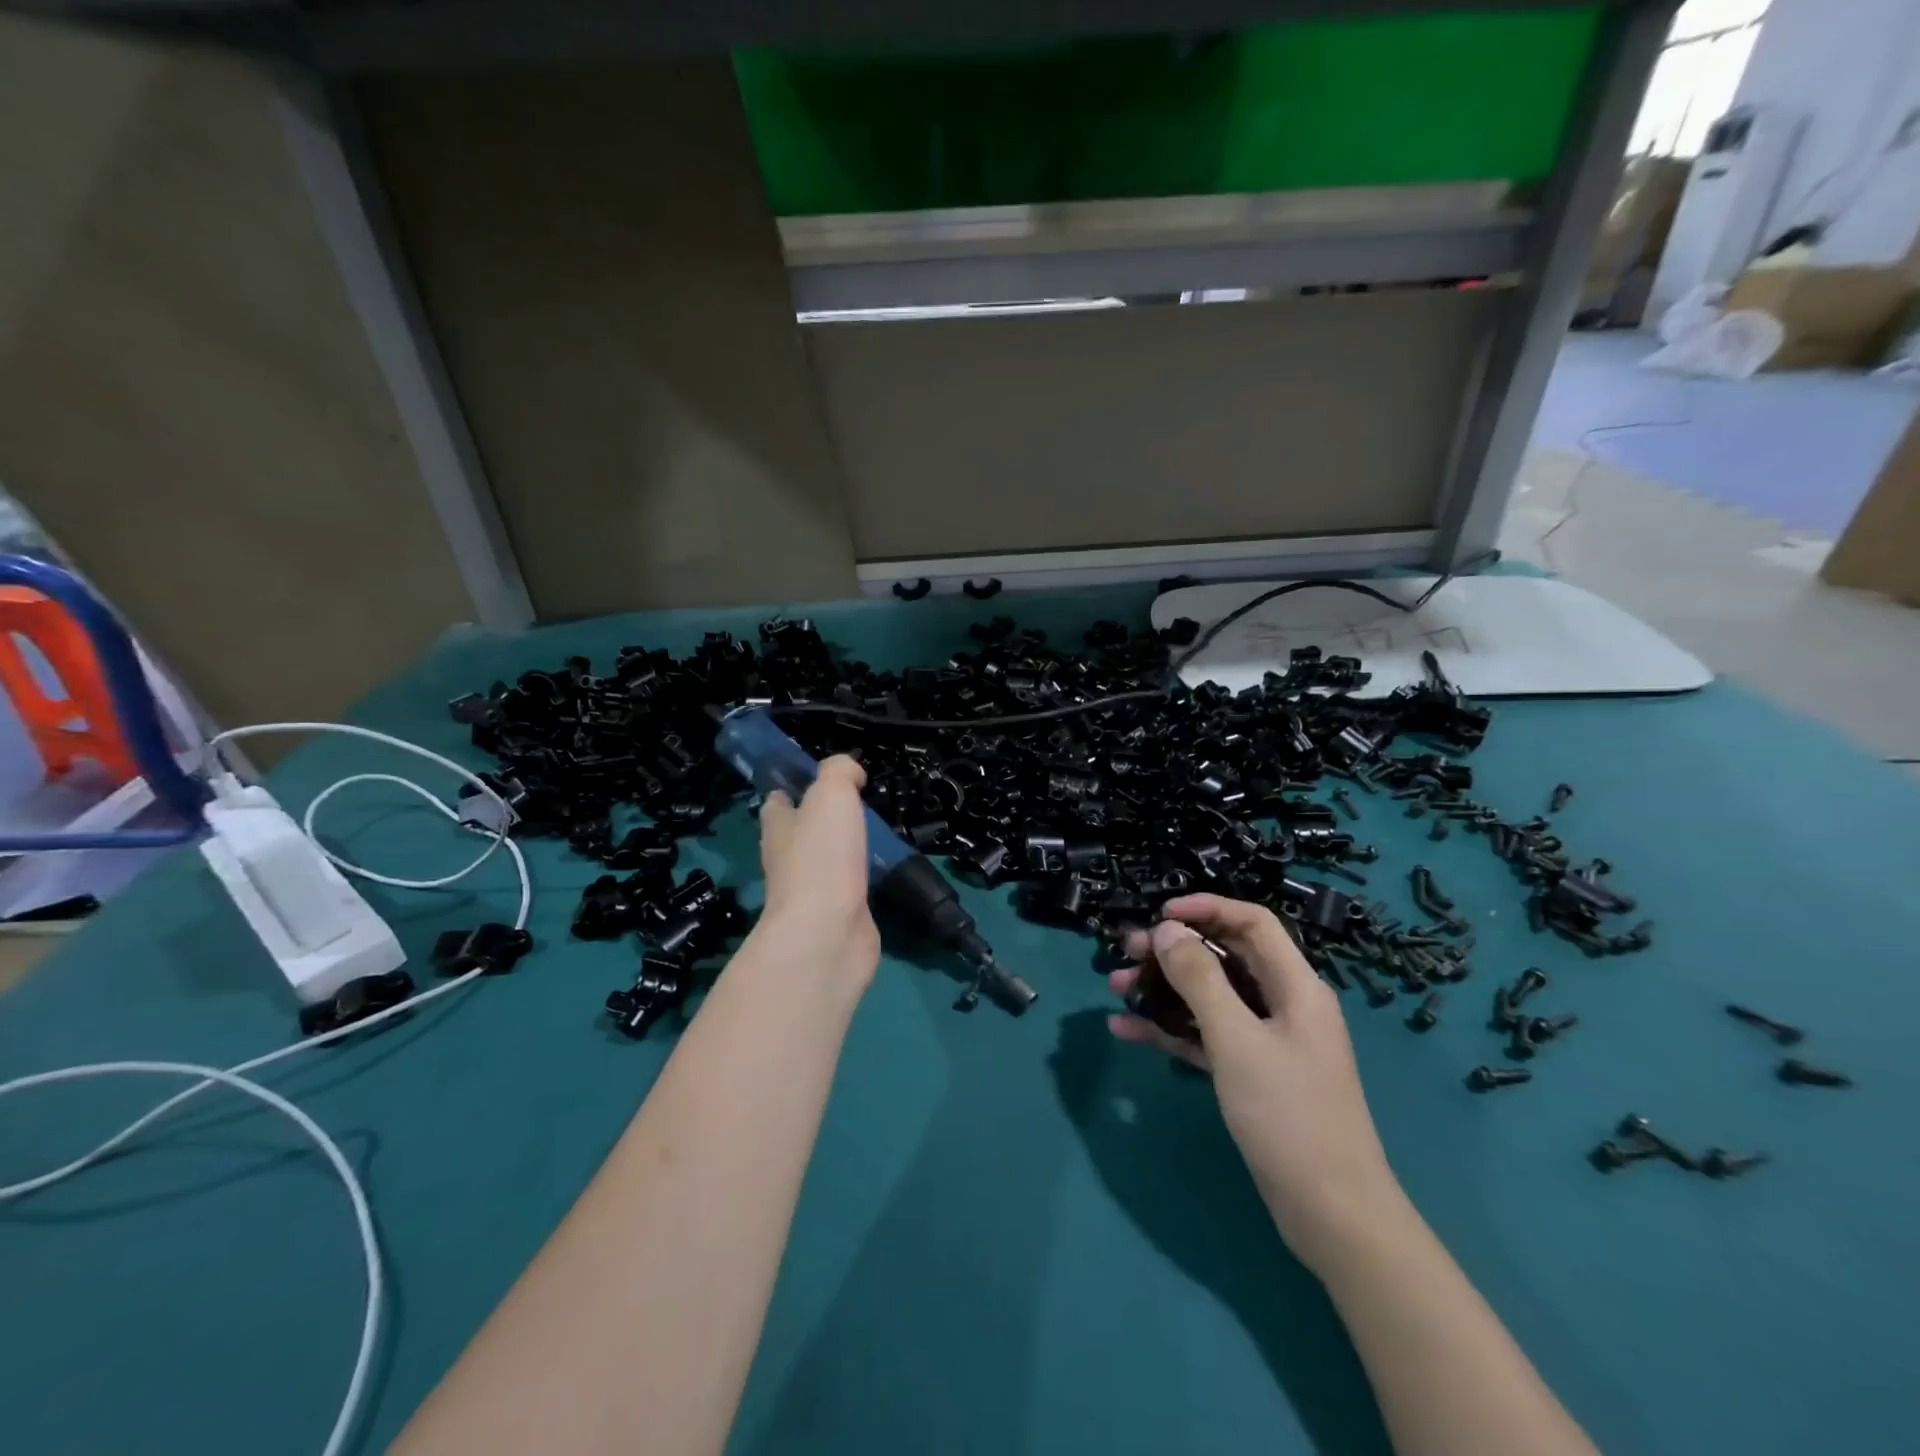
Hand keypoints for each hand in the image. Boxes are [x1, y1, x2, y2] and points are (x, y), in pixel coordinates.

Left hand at [756, 755, 880, 990]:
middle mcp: (789, 860)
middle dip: (823, 820)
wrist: (828, 933)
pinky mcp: (838, 916)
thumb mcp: (831, 795)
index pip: (777, 803)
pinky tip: (883, 870)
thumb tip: (851, 772)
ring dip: (846, 850)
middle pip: (801, 833)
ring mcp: (813, 892)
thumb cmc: (822, 857)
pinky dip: (864, 879)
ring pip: (828, 862)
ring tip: (877, 834)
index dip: (793, 789)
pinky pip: (851, 889)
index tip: (819, 780)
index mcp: (779, 828)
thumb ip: (839, 773)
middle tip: (858, 804)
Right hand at [1108, 894, 1407, 1274]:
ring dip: (1164, 989)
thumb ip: (1199, 979)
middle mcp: (1283, 1004)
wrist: (1332, 1215)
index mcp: (1295, 986)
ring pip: (1210, 997)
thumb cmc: (1288, 1116)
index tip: (1159, 915)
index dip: (1207, 909)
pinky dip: (1170, 1030)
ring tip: (1116, 988)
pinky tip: (1127, 1031)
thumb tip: (1167, 930)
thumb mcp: (1237, 1040)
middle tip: (1125, 952)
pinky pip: (1205, 1036)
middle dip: (1174, 950)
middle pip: (1225, 958)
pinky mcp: (1251, 1074)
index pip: (1252, 923)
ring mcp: (1267, 1041)